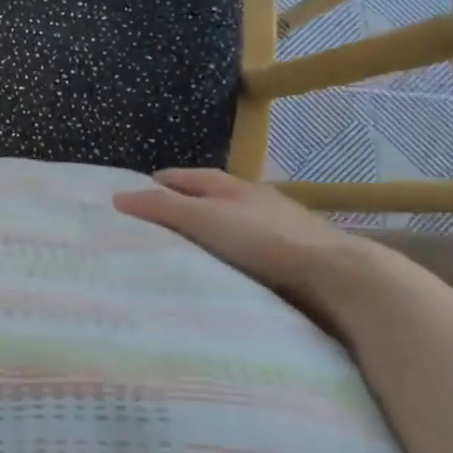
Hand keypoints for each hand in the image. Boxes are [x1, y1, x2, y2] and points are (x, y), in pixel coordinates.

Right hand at [113, 169, 401, 321]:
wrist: (335, 275)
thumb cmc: (262, 240)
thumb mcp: (203, 219)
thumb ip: (161, 208)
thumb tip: (116, 197)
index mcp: (232, 186)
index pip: (187, 177)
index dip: (161, 183)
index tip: (135, 195)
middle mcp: (255, 201)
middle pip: (210, 198)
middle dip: (183, 206)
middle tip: (153, 224)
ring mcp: (278, 228)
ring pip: (232, 225)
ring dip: (209, 233)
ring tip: (183, 251)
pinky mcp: (292, 259)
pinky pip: (249, 252)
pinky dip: (230, 257)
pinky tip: (223, 272)